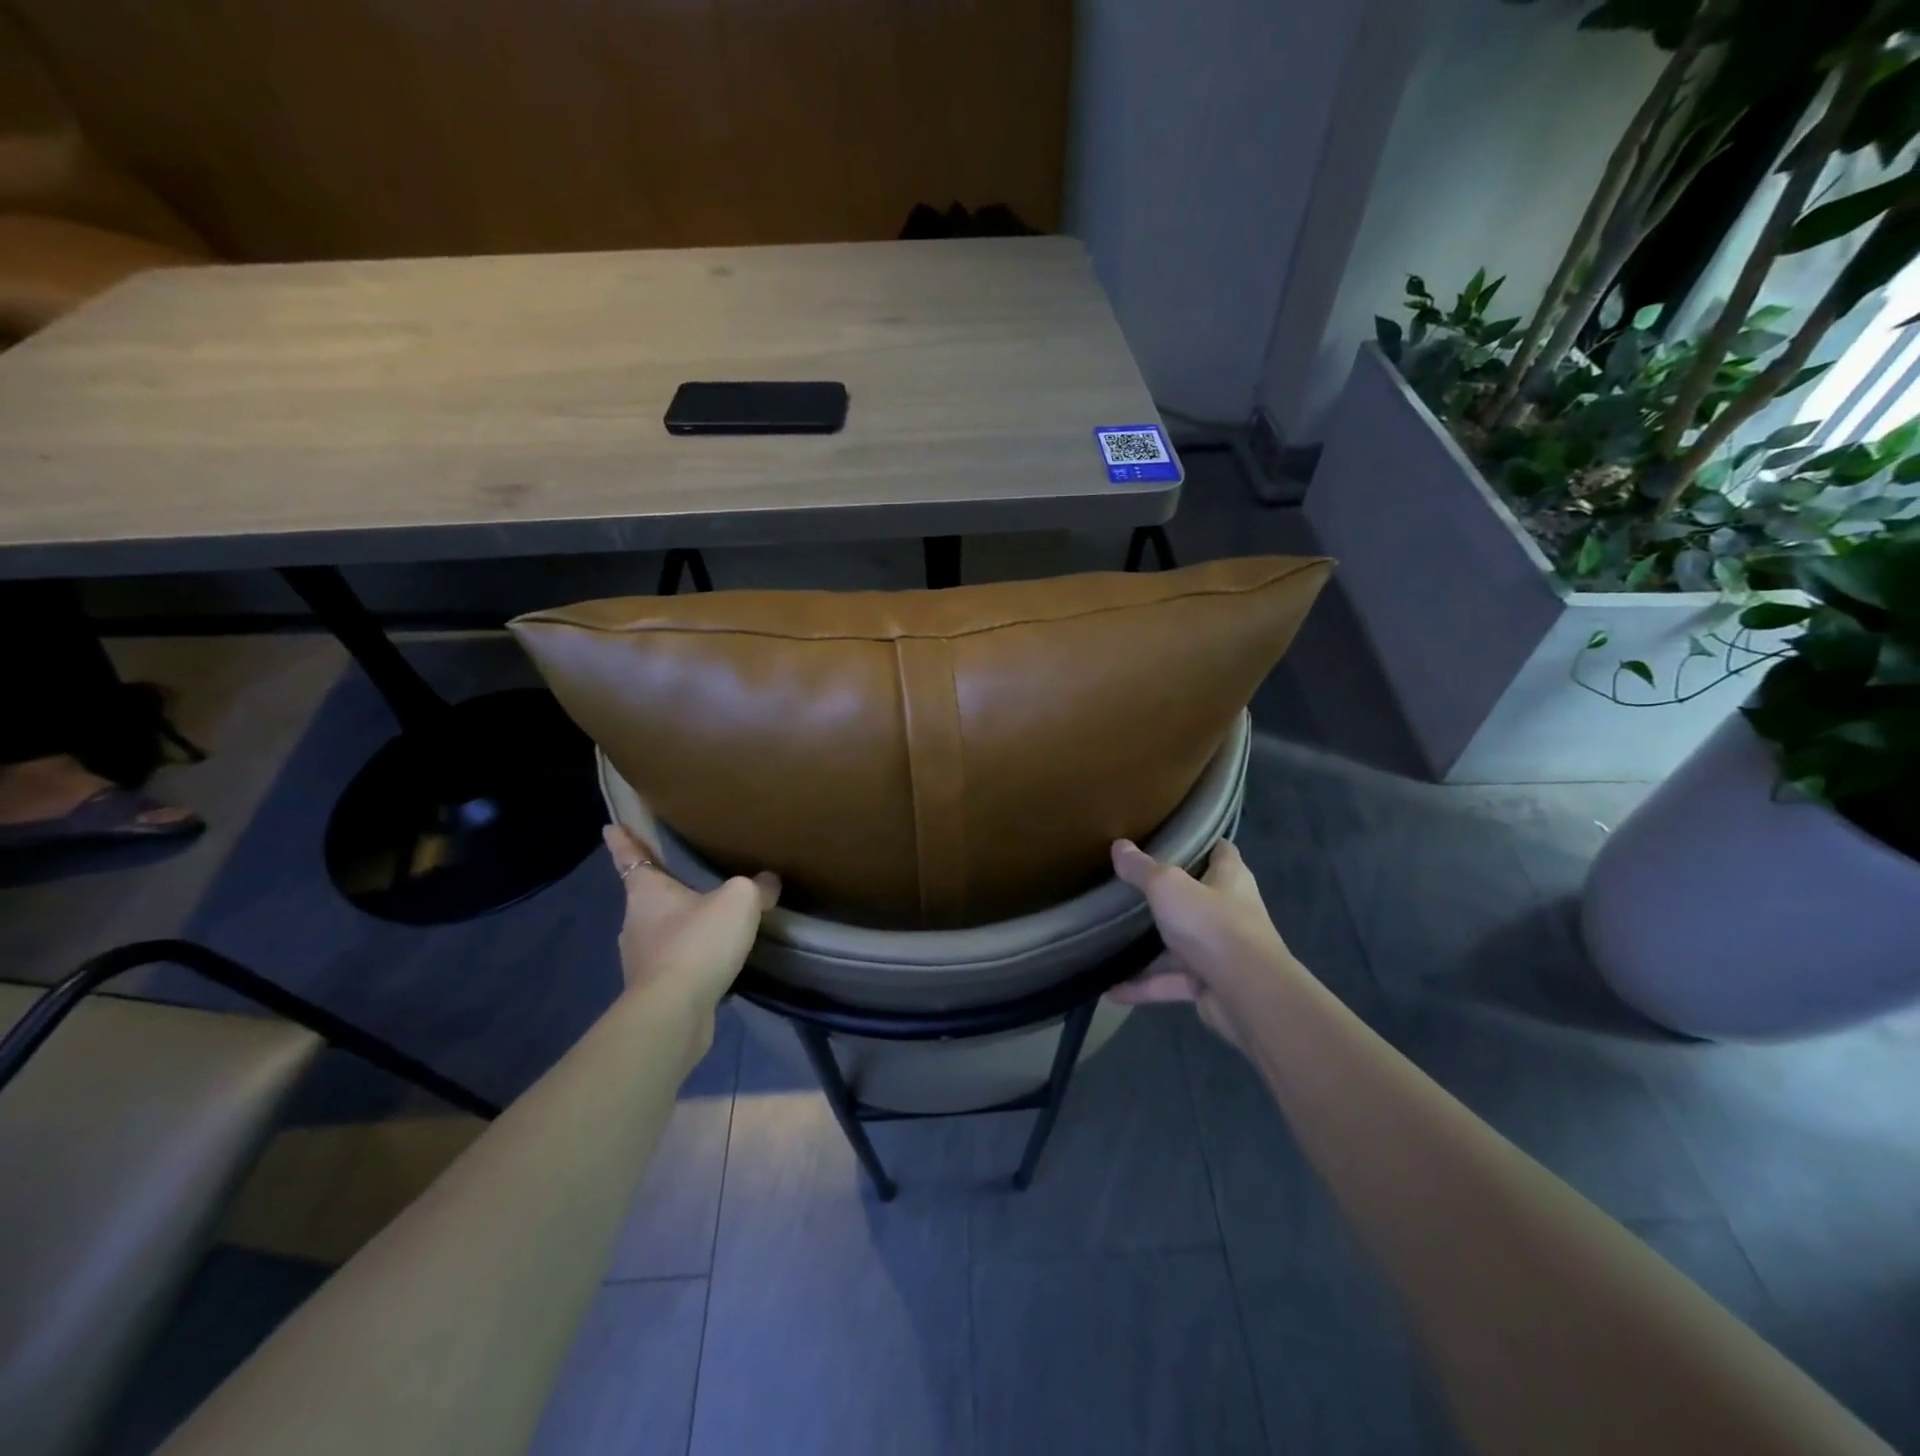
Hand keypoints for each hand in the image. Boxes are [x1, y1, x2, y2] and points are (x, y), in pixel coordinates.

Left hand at [604, 825, 778, 1009]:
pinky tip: (714, 960)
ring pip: (660, 932)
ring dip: (679, 926)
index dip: (623, 840)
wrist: (675, 1012)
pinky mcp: (653, 990)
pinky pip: (674, 962)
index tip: (610, 827)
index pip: (630, 857)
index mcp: (647, 892)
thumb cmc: (698, 942)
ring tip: (709, 922)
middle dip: (663, 889)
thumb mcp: (739, 901)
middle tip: (685, 878)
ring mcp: (641, 959)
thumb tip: (768, 882)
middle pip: (646, 897)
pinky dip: (689, 957)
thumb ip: (756, 887)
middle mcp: (636, 922)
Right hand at [1106, 837, 1296, 1049]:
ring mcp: (1219, 950)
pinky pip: (1170, 981)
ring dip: (1149, 947)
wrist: (1248, 995)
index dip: (1199, 842)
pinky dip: (1144, 986)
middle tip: (1127, 885)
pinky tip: (1112, 990)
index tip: (1168, 837)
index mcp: (1229, 878)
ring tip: (1110, 940)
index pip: (1220, 850)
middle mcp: (1229, 910)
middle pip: (1195, 896)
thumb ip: (1142, 868)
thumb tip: (1118, 845)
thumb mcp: (1168, 886)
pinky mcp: (1208, 983)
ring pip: (1179, 943)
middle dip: (1165, 894)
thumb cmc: (1212, 924)